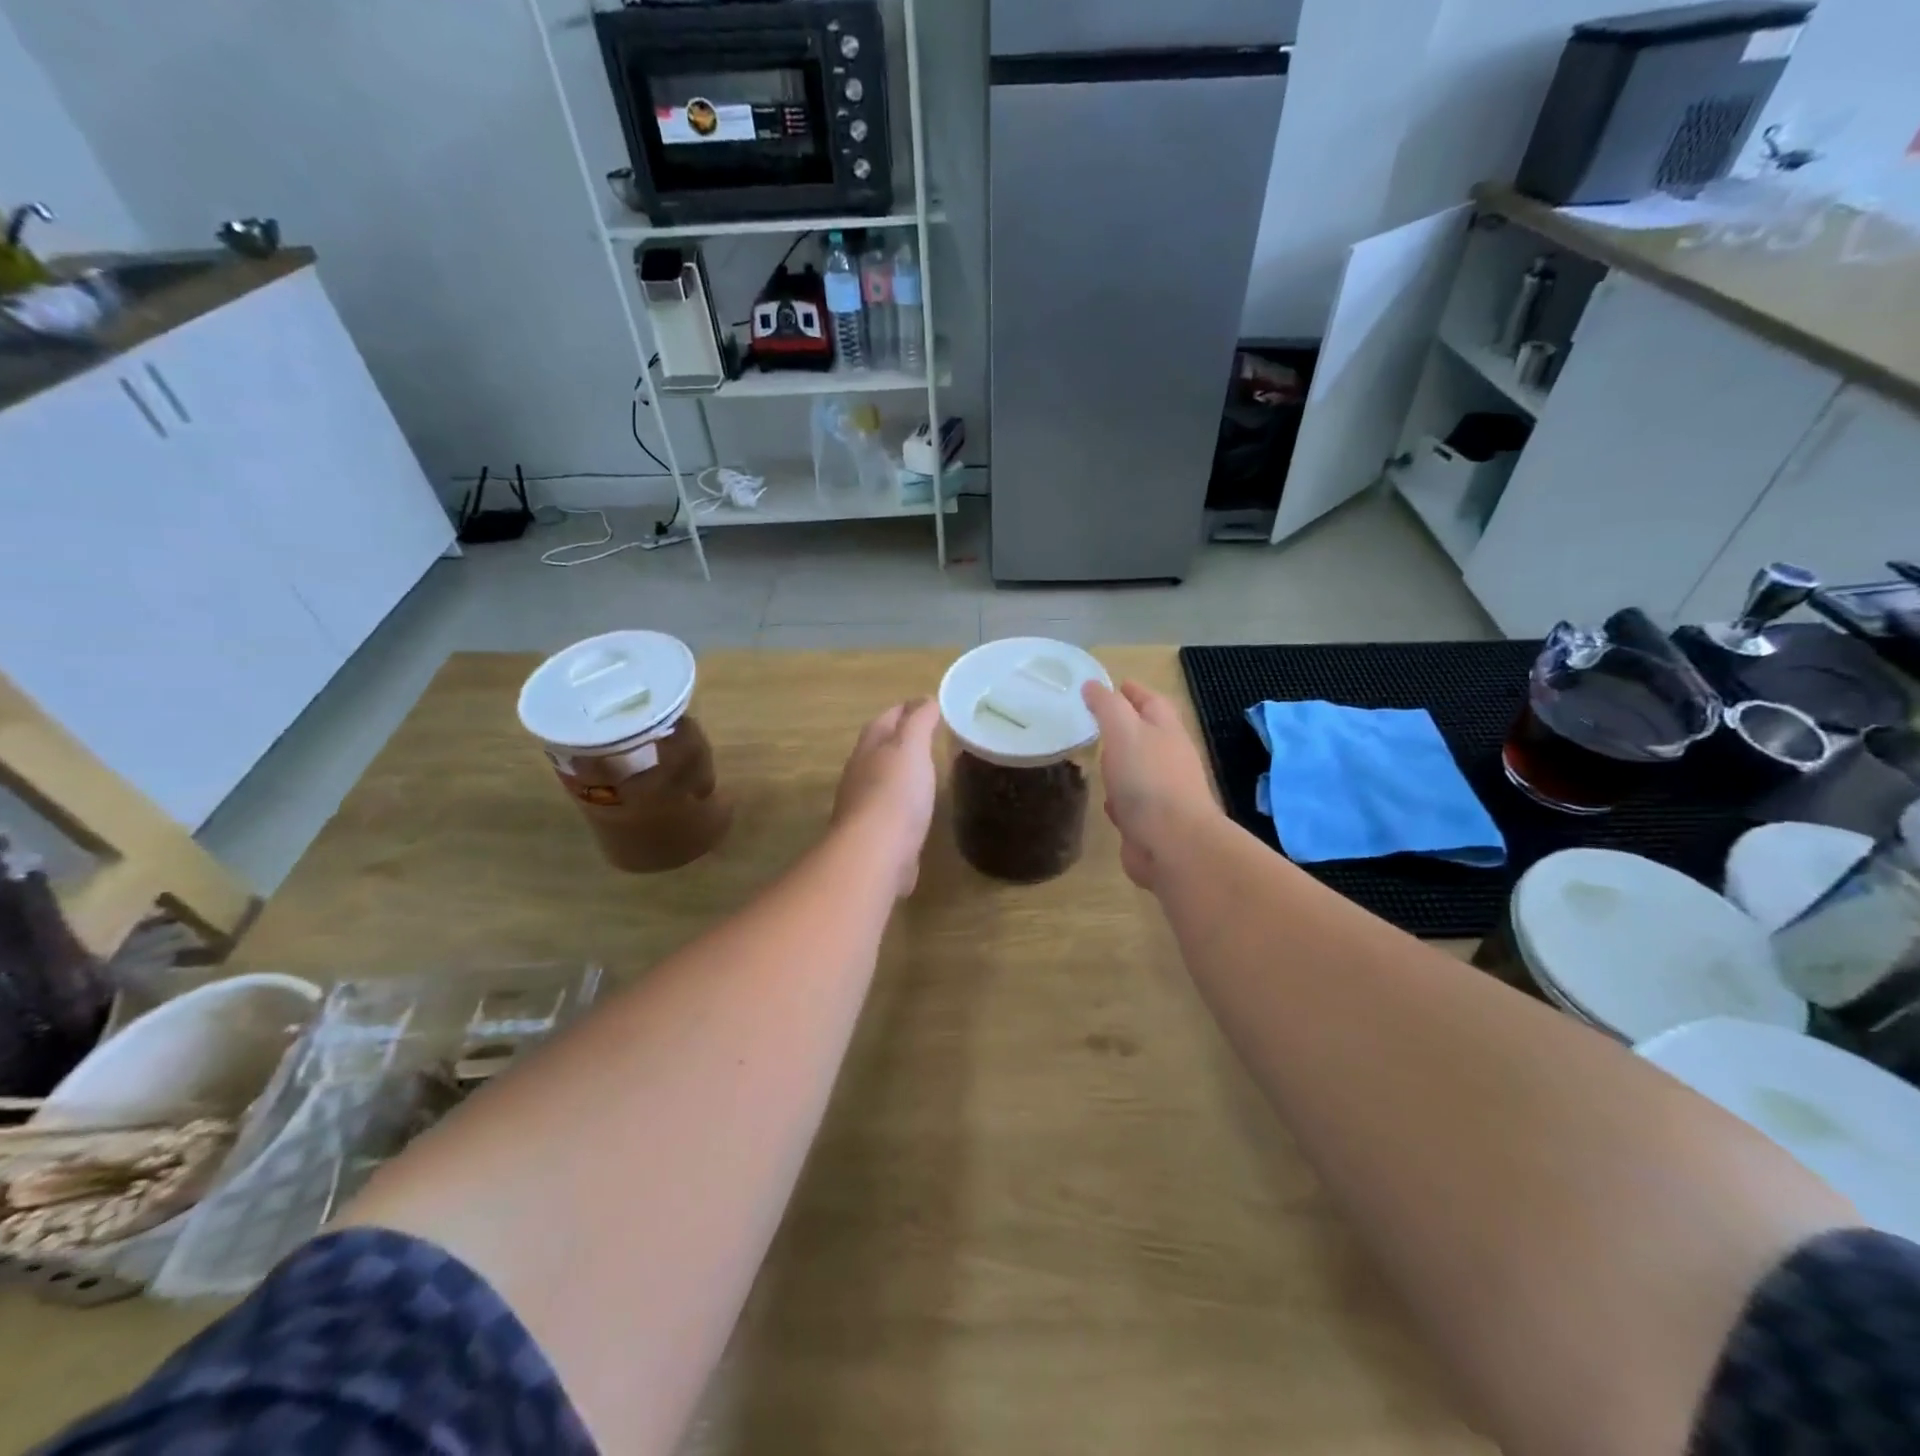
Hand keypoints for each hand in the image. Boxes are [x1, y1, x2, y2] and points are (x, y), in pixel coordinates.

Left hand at [833, 697, 940, 897]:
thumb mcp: (911, 747)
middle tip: (928, 735)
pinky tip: (918, 809)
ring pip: (882, 779)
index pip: (886, 718)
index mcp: (870, 746)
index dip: (906, 709)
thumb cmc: (895, 793)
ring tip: (926, 769)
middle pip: (879, 747)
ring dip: (900, 771)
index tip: (928, 704)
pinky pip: (889, 809)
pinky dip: (904, 802)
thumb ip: (919, 722)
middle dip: (900, 739)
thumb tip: (926, 699)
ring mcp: (863, 805)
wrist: (874, 853)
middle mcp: (860, 772)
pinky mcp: (874, 834)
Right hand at [1082, 681, 1221, 890]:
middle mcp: (1168, 759)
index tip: (1112, 684)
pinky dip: (1119, 799)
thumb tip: (1092, 685)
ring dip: (1120, 763)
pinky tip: (1105, 801)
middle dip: (1124, 726)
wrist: (1172, 844)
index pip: (1151, 701)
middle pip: (1146, 735)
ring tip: (1095, 757)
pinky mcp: (1150, 823)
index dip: (1132, 691)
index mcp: (1166, 731)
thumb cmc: (1148, 780)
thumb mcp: (1124, 731)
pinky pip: (1131, 803)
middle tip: (1094, 720)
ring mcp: (1162, 793)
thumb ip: (1107, 706)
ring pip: (1137, 770)